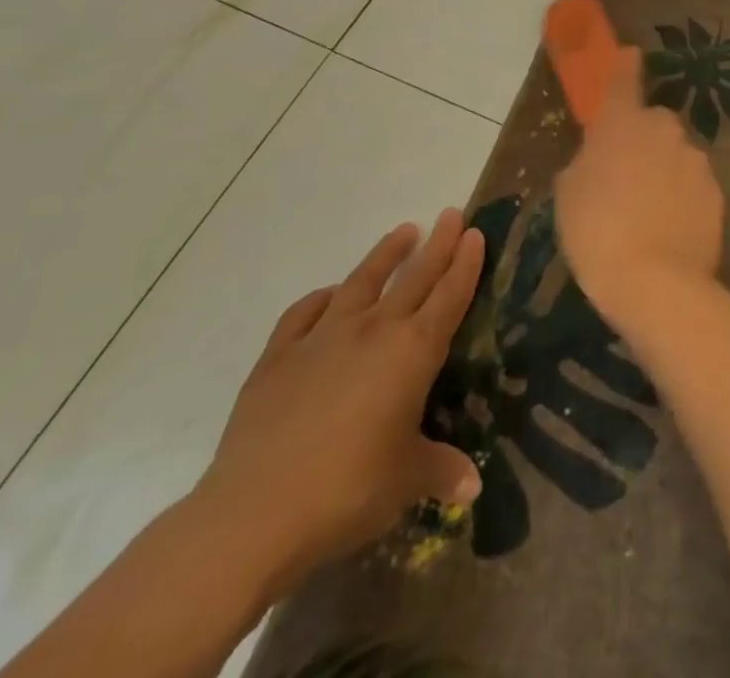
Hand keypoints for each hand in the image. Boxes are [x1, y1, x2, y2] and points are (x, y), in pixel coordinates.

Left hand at [190, 210, 485, 593]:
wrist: (254, 513)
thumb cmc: (348, 491)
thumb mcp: (406, 482)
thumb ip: (440, 470)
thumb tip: (472, 485)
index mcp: (413, 352)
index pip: (449, 296)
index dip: (465, 264)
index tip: (476, 233)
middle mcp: (373, 331)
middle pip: (414, 277)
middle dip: (437, 244)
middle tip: (452, 214)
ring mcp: (322, 338)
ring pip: (362, 282)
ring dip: (385, 255)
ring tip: (404, 231)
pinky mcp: (278, 357)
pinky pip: (304, 314)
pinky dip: (320, 299)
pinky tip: (328, 295)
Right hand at [555, 46, 724, 327]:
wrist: (655, 282)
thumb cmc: (596, 232)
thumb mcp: (569, 194)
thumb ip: (587, 162)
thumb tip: (600, 158)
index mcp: (622, 124)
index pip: (624, 79)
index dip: (626, 65)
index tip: (631, 54)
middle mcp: (664, 130)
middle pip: (653, 124)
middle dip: (642, 140)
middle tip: (624, 177)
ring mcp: (695, 159)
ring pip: (676, 155)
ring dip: (663, 171)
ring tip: (647, 213)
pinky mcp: (716, 190)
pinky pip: (693, 184)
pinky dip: (682, 197)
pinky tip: (670, 228)